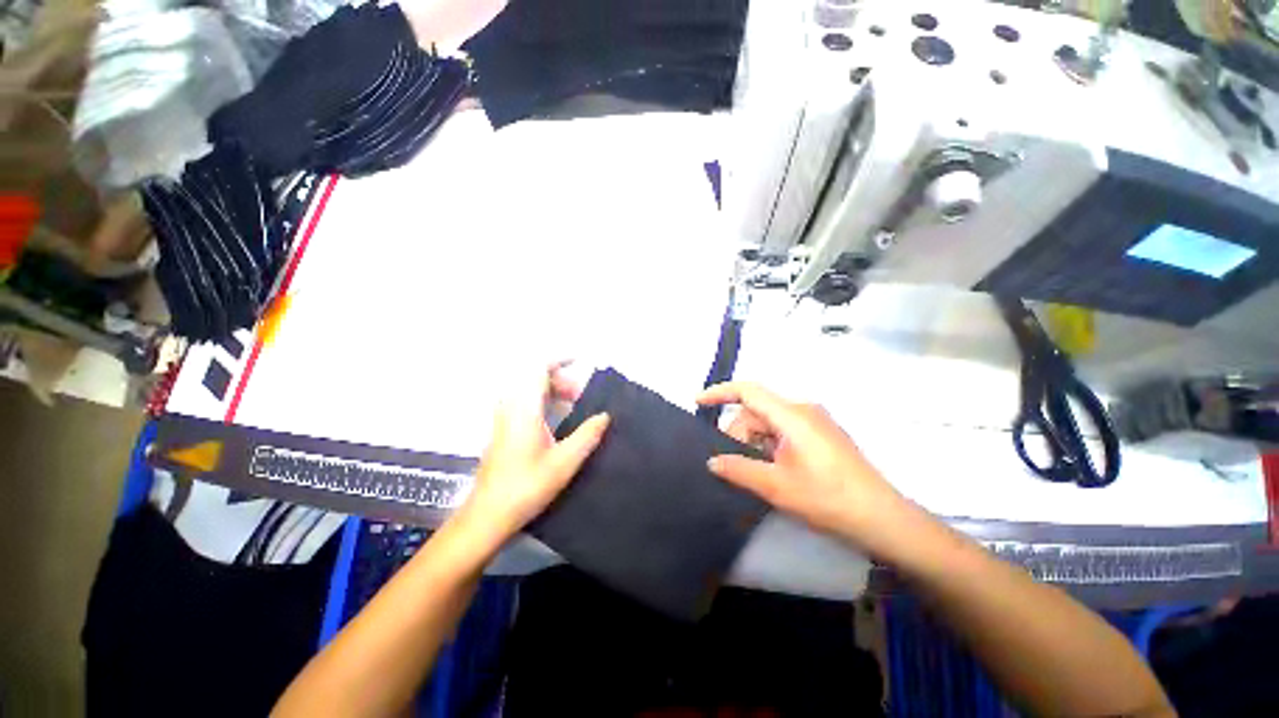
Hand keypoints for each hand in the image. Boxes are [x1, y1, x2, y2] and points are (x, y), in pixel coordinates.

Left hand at [459, 363, 609, 545]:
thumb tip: (605, 415)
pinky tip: (556, 420)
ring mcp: (503, 419)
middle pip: (533, 377)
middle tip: (581, 395)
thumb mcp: (565, 462)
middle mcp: (510, 408)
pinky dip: (541, 400)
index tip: (579, 361)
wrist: (488, 515)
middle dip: (560, 379)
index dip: (559, 360)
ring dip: (551, 390)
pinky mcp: (501, 430)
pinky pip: (522, 402)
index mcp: (524, 409)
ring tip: (572, 405)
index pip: (538, 369)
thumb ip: (587, 435)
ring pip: (528, 390)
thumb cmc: (527, 486)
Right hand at [699, 382, 911, 555]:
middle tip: (731, 463)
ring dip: (754, 442)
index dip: (720, 393)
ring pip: (769, 423)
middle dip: (738, 433)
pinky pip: (784, 431)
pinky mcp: (821, 435)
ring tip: (753, 472)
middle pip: (757, 411)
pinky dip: (769, 445)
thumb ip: (739, 469)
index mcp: (792, 415)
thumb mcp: (777, 486)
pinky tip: (771, 469)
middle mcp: (803, 410)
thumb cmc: (828, 498)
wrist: (883, 520)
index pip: (748, 391)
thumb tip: (712, 461)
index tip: (697, 402)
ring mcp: (815, 422)